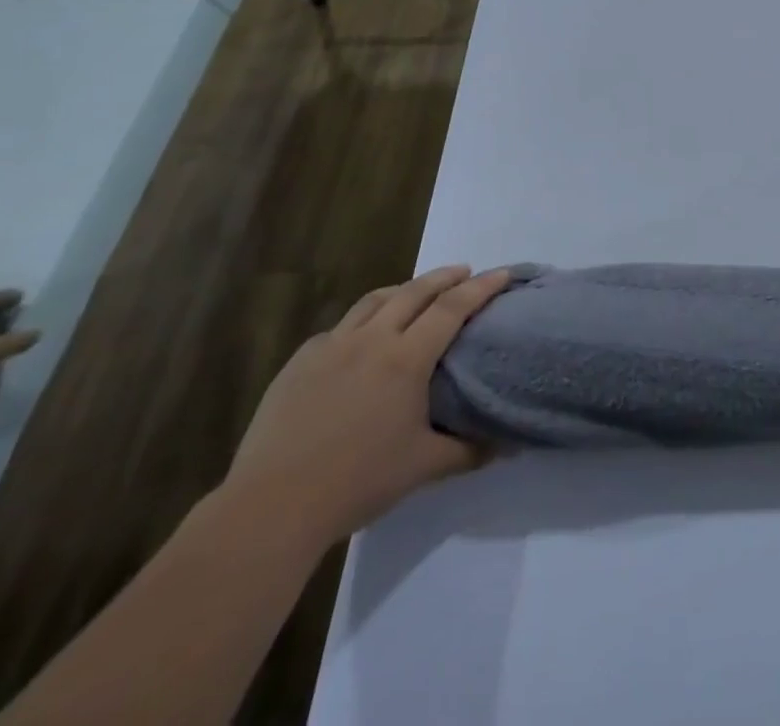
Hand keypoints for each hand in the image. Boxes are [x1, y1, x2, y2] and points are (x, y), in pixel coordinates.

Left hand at [221, 266, 512, 549]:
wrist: (271, 507)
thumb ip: (468, 450)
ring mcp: (332, 346)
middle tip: (465, 272)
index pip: (453, 308)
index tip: (503, 274)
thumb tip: (507, 445)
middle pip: (415, 291)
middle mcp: (372, 339)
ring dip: (404, 289)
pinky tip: (362, 338)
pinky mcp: (300, 361)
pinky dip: (363, 320)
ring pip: (375, 300)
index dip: (482, 287)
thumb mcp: (423, 467)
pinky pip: (340, 327)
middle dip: (445, 276)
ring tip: (417, 292)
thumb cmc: (356, 483)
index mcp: (406, 358)